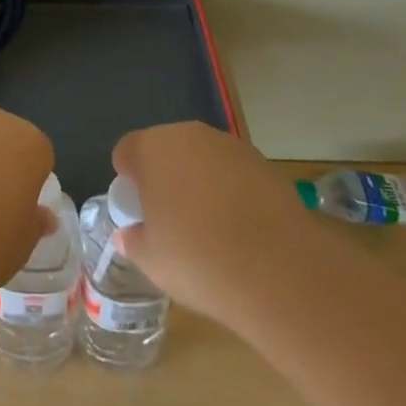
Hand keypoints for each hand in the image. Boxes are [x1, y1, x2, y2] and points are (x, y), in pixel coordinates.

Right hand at [110, 122, 308, 324]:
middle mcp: (188, 135)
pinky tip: (242, 228)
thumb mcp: (151, 260)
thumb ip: (133, 241)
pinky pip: (235, 173)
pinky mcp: (265, 164)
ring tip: (210, 226)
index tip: (138, 210)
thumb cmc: (197, 259)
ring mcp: (230, 146)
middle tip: (170, 217)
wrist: (278, 270)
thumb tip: (127, 236)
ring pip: (203, 159)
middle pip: (166, 149)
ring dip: (200, 181)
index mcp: (151, 149)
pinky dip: (233, 191)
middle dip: (165, 176)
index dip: (128, 179)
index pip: (127, 151)